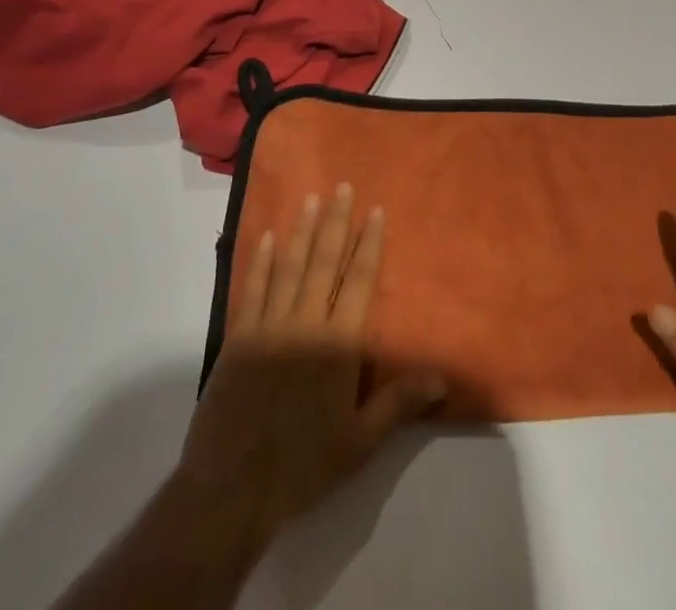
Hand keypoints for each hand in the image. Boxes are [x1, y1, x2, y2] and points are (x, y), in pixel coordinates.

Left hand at [177, 186, 446, 550]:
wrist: (233, 489)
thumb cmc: (304, 465)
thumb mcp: (361, 442)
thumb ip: (399, 403)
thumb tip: (442, 377)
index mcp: (338, 344)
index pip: (359, 281)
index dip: (368, 244)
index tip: (374, 211)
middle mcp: (306, 323)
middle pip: (324, 262)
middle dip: (335, 222)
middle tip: (342, 187)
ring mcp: (269, 326)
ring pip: (290, 266)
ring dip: (302, 230)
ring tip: (311, 199)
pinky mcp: (239, 337)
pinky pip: (253, 288)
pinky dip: (262, 260)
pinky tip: (269, 237)